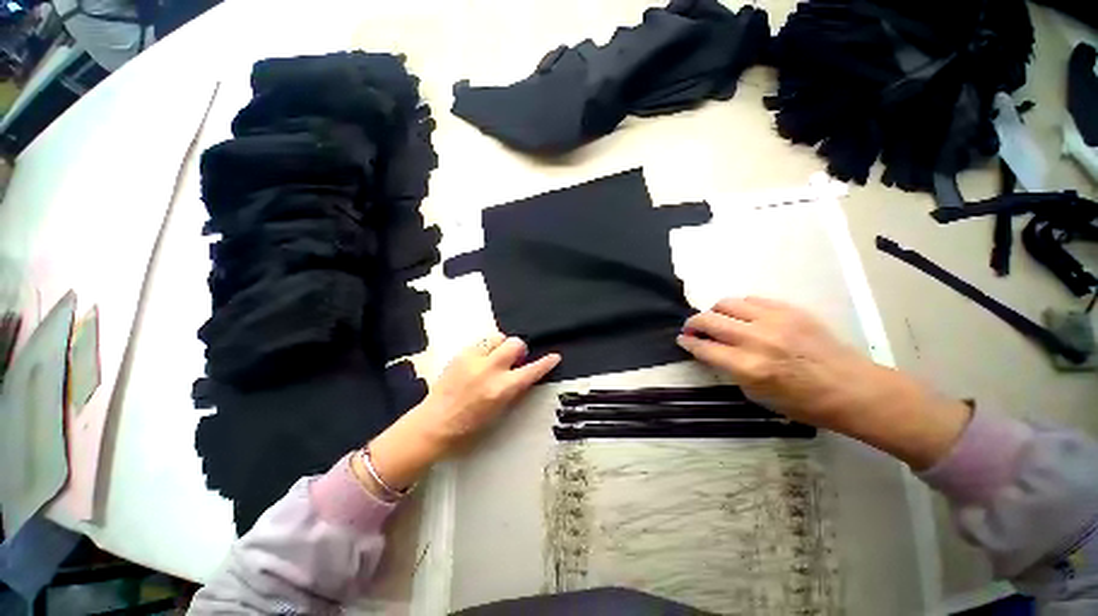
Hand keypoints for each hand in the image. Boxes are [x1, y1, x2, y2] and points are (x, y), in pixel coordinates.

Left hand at [366, 335, 559, 490]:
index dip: (546, 363)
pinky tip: (479, 361)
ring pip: (497, 337)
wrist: (433, 424)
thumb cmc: (469, 427)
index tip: (555, 357)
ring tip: (495, 358)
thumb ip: (514, 389)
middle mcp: (489, 370)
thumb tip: (525, 372)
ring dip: (501, 346)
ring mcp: (473, 359)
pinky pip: (481, 342)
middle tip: (514, 360)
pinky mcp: (460, 354)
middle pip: (515, 343)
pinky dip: (486, 349)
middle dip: (519, 349)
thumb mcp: (499, 411)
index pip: (531, 371)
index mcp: (501, 389)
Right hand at [678, 297, 969, 468]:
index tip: (682, 339)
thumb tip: (712, 351)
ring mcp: (775, 320)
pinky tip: (745, 317)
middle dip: (693, 323)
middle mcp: (757, 339)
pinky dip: (740, 307)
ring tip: (719, 320)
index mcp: (748, 367)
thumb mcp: (758, 395)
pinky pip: (752, 299)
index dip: (688, 342)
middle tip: (693, 329)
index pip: (704, 347)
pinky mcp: (790, 310)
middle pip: (709, 320)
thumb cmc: (804, 403)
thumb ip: (731, 369)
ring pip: (727, 303)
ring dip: (716, 312)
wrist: (852, 388)